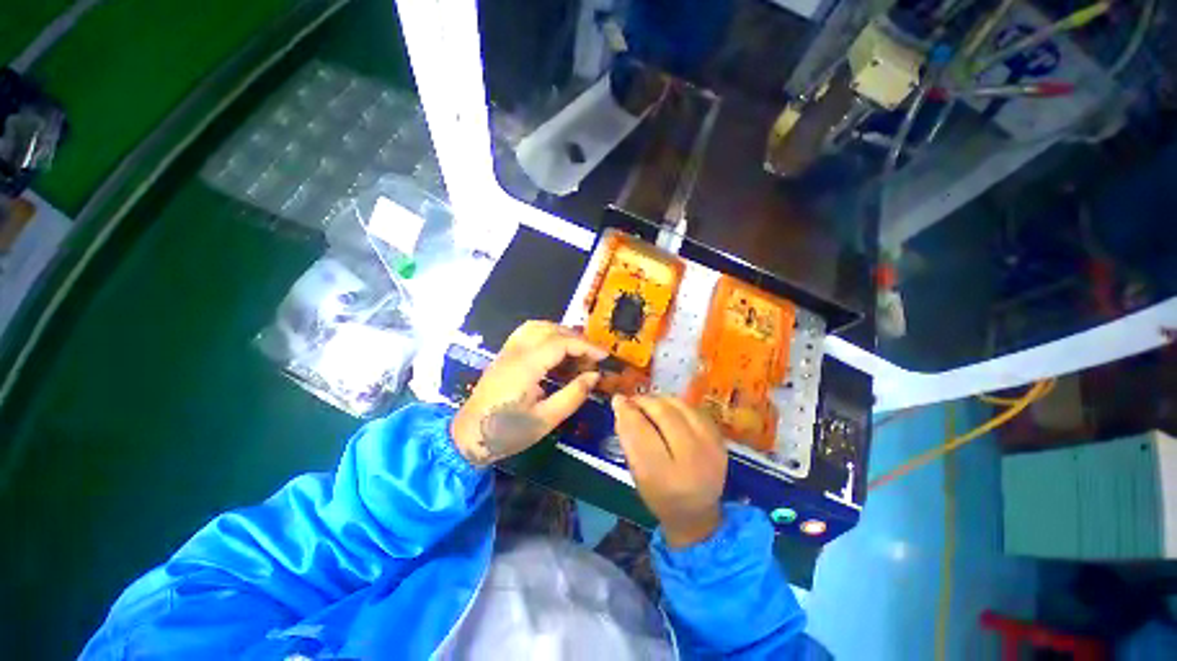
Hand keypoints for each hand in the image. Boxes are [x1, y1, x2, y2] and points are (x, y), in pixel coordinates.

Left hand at [452, 321, 606, 465]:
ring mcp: (508, 350)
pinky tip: (556, 351)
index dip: (587, 347)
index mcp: (526, 366)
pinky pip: (528, 332)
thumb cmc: (507, 432)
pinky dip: (547, 334)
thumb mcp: (545, 420)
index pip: (561, 343)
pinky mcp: (505, 354)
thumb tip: (595, 376)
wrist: (468, 436)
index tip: (605, 357)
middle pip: (551, 330)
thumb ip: (573, 395)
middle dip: (577, 339)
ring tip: (577, 352)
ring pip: (539, 326)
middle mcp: (516, 351)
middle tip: (593, 357)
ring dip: (562, 333)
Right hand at [612, 395, 727, 547]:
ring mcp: (712, 448)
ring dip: (660, 399)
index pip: (641, 432)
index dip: (627, 412)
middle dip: (644, 401)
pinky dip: (677, 405)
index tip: (617, 400)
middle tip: (632, 400)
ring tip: (649, 403)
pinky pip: (695, 409)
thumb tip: (621, 404)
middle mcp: (692, 460)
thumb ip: (628, 439)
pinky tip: (667, 409)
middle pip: (664, 414)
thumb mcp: (637, 474)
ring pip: (681, 407)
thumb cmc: (659, 496)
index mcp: (665, 477)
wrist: (697, 514)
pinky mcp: (721, 440)